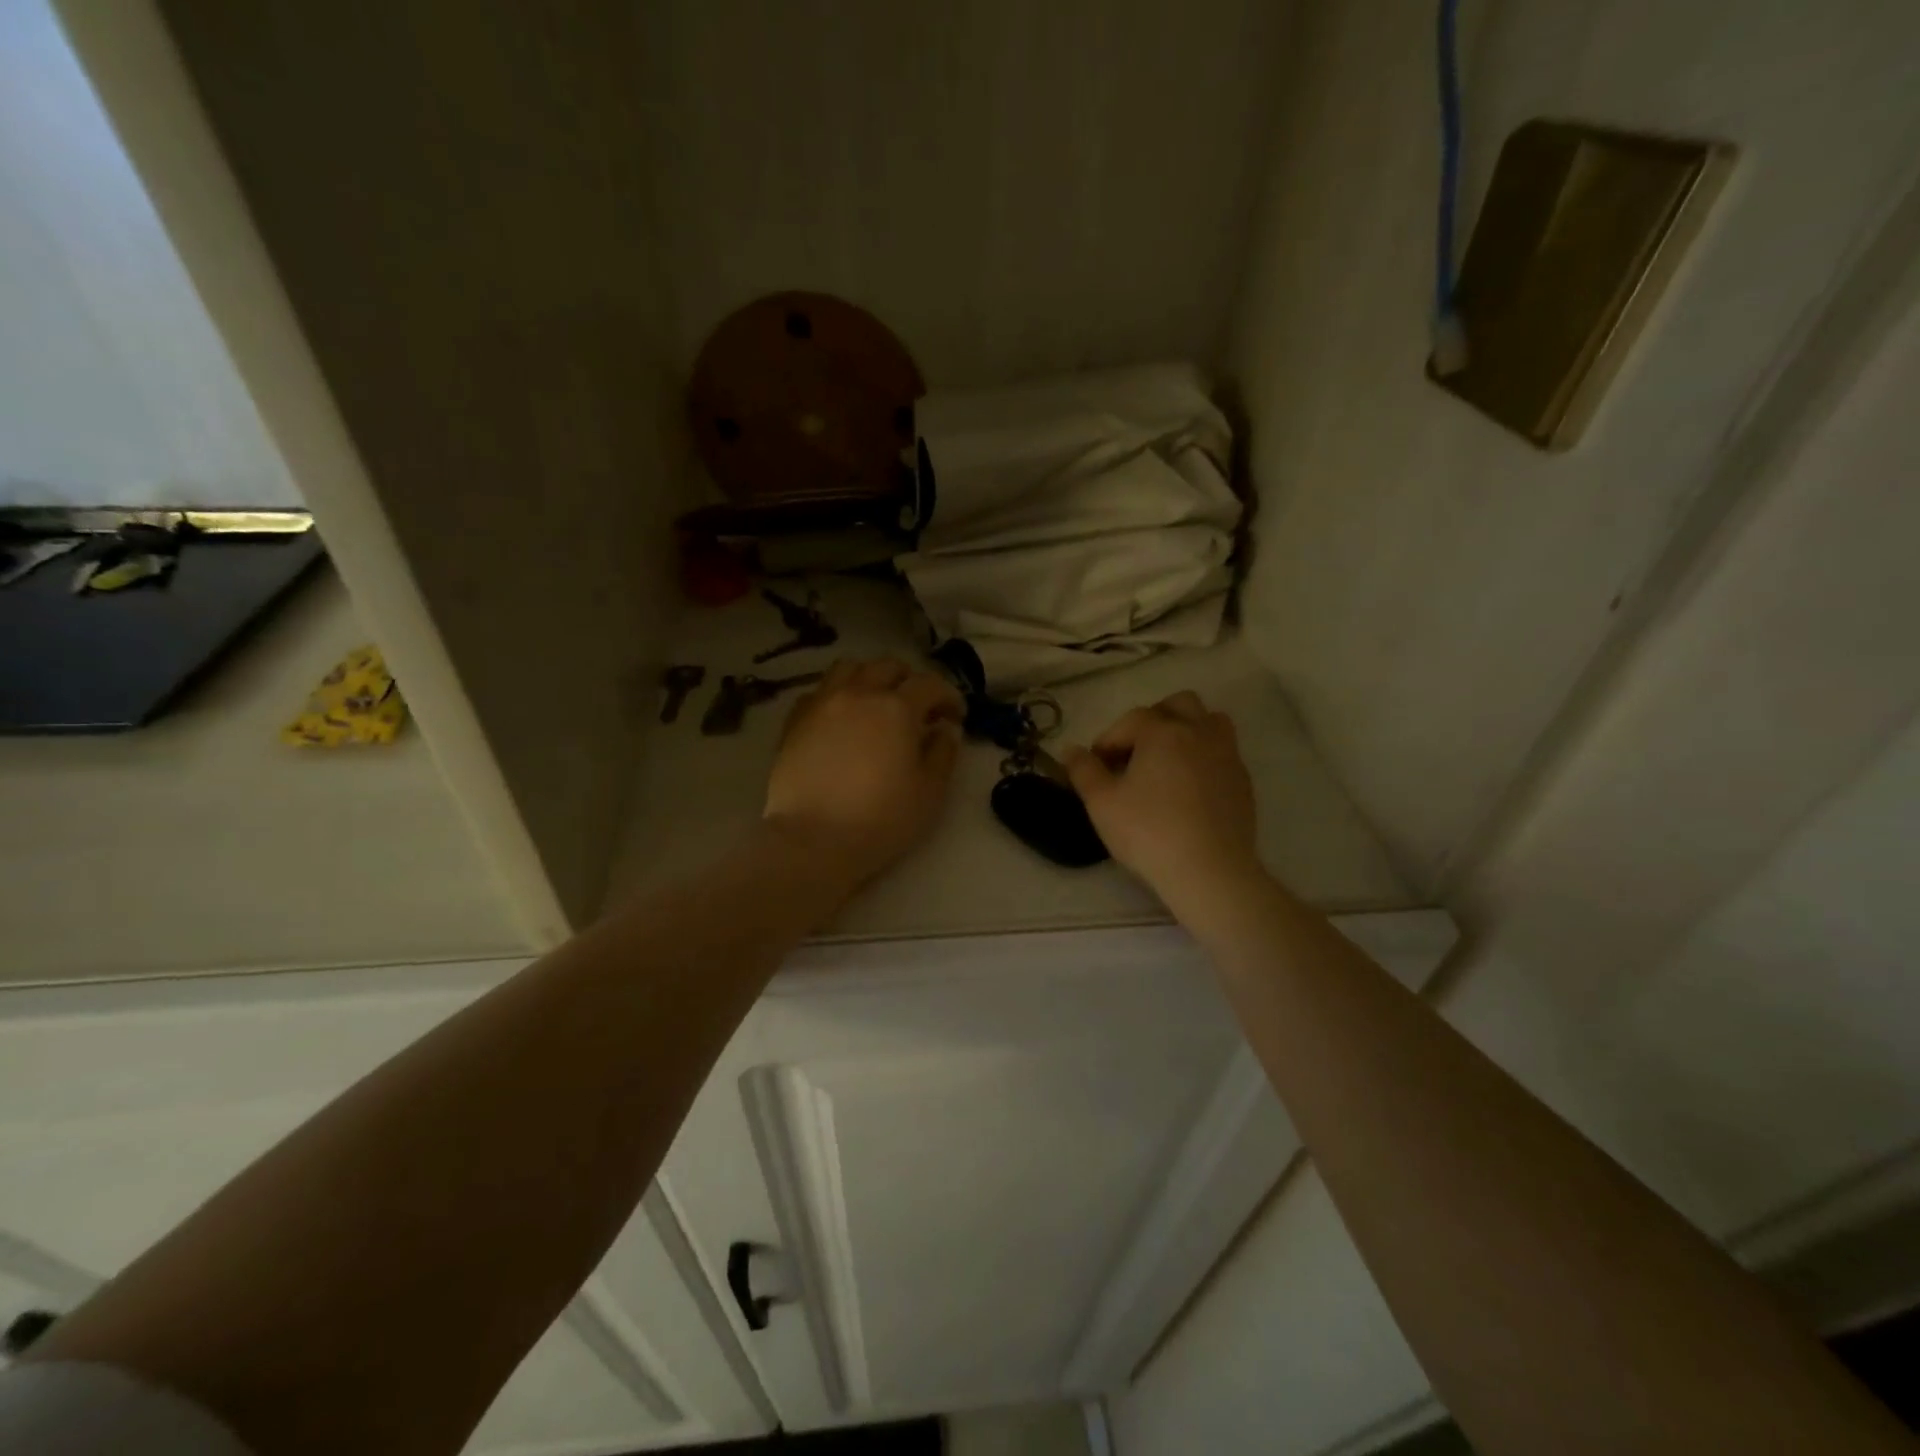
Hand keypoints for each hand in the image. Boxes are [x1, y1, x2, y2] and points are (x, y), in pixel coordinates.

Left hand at [764, 658, 964, 885]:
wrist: (813, 841)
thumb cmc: (881, 819)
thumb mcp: (930, 792)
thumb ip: (943, 753)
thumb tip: (946, 729)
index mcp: (897, 708)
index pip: (930, 685)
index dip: (949, 696)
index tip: (956, 717)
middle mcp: (858, 694)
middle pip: (887, 666)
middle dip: (909, 680)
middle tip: (918, 708)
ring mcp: (822, 704)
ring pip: (849, 669)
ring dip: (870, 677)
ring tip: (876, 702)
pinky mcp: (794, 722)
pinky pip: (818, 692)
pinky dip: (836, 696)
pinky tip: (841, 719)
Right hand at [1064, 691, 1260, 913]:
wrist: (1210, 870)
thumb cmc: (1149, 832)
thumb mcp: (1101, 803)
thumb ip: (1083, 771)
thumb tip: (1071, 750)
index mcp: (1162, 732)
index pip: (1130, 720)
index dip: (1108, 740)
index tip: (1096, 766)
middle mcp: (1199, 732)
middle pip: (1178, 704)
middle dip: (1153, 719)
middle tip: (1135, 751)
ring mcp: (1227, 755)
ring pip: (1210, 721)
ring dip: (1186, 730)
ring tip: (1167, 760)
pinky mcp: (1243, 781)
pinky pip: (1223, 752)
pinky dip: (1204, 757)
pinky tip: (1189, 788)